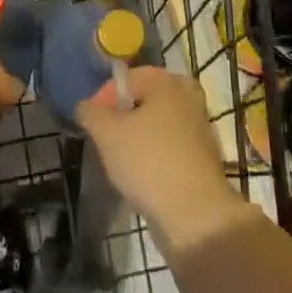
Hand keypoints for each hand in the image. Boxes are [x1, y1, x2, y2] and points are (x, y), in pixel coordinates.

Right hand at [74, 66, 253, 251]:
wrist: (196, 214)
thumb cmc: (148, 162)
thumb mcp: (106, 134)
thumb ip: (90, 113)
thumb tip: (86, 106)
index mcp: (166, 82)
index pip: (127, 79)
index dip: (104, 98)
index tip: (92, 124)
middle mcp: (188, 96)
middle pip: (147, 98)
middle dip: (126, 113)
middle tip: (110, 134)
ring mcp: (200, 127)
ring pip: (162, 121)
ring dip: (142, 134)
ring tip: (124, 158)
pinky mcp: (205, 156)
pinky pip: (173, 144)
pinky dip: (158, 152)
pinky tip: (144, 173)